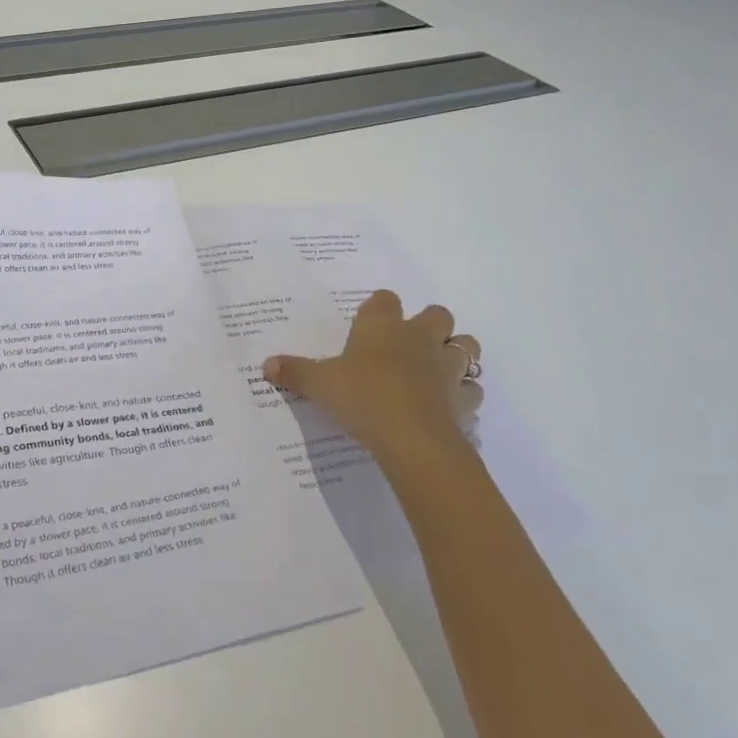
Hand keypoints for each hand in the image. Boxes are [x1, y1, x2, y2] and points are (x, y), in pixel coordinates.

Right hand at [263, 290, 481, 471]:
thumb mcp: (319, 384)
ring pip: (467, 347)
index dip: (378, 307)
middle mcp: (419, 339)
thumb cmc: (362, 396)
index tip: (367, 322)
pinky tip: (448, 406)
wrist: (411, 438)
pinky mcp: (463, 400)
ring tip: (437, 371)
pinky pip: (472, 391)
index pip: (384, 299)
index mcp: (382, 327)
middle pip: (438, 314)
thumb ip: (295, 372)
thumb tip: (265, 365)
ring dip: (456, 355)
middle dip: (430, 325)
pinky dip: (464, 396)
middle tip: (409, 344)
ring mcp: (446, 368)